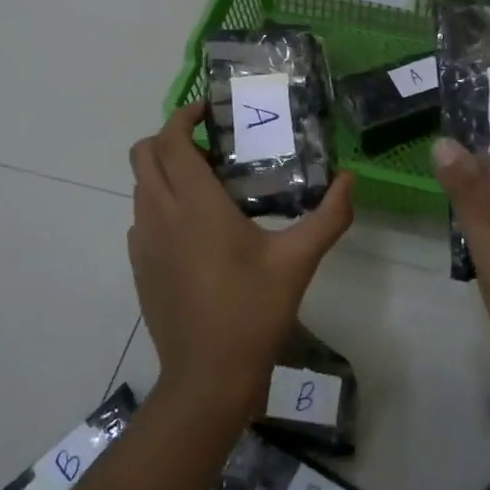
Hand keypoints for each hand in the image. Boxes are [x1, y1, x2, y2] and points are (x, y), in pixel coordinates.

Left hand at [128, 102, 354, 420]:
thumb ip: (329, 216)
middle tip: (212, 148)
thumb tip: (350, 179)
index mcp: (194, 205)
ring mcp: (143, 242)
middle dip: (171, 138)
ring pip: (141, 185)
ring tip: (209, 187)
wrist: (207, 378)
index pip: (171, 140)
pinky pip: (142, 217)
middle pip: (143, 154)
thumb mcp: (298, 261)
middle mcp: (160, 215)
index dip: (184, 116)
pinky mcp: (139, 266)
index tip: (209, 111)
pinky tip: (196, 230)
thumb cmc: (252, 312)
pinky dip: (160, 204)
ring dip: (166, 171)